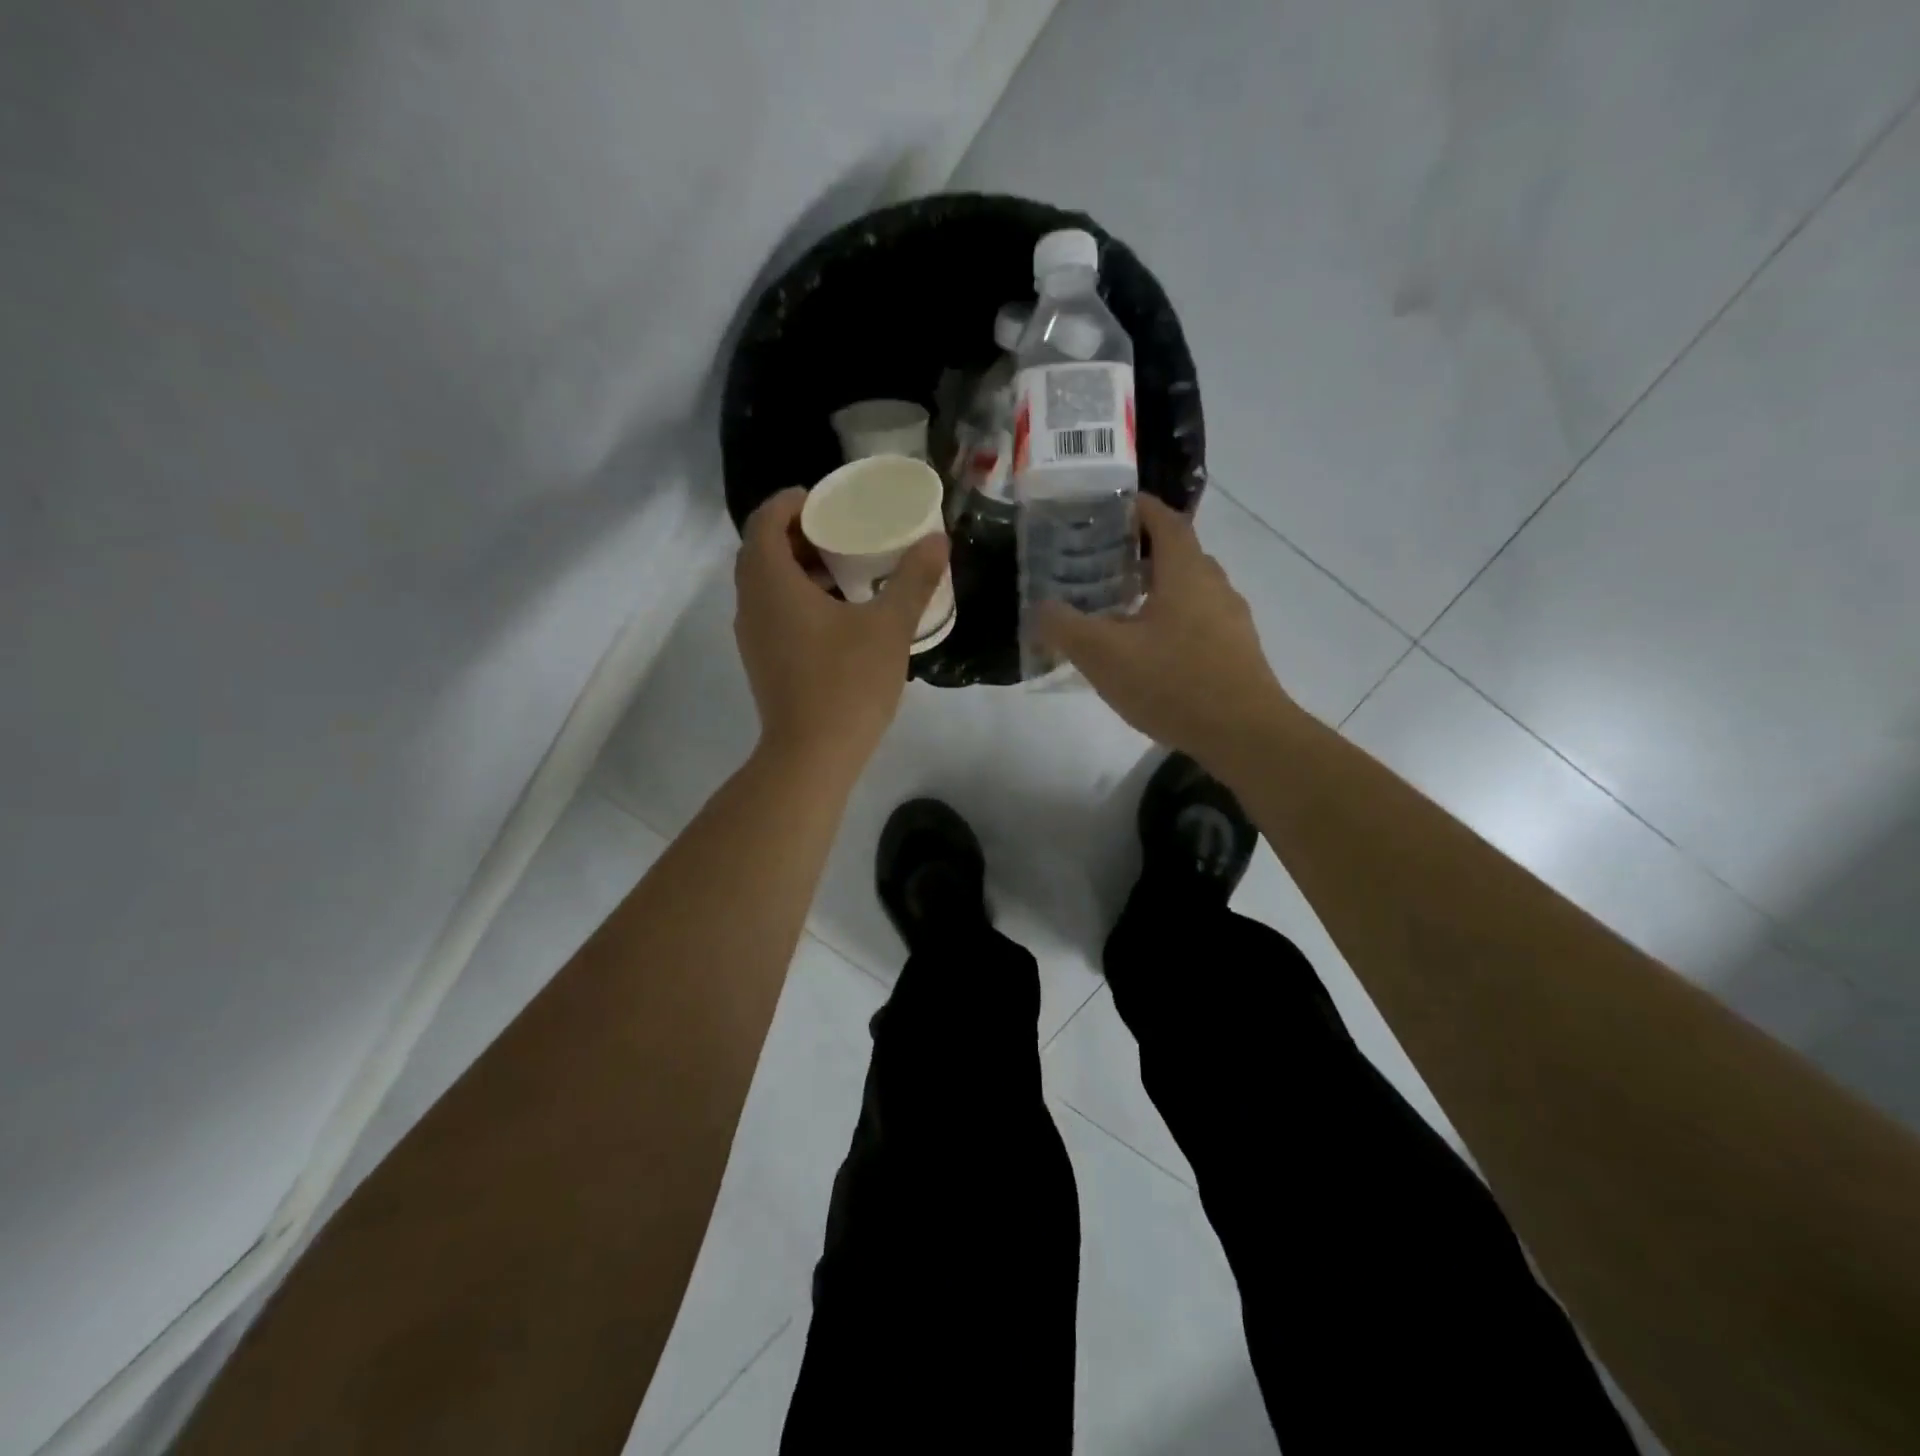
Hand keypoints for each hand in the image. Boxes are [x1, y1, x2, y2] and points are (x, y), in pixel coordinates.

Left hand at [734, 487, 948, 783]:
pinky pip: (771, 611)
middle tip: (842, 532)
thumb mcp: (889, 627)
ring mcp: (751, 635)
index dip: (792, 501)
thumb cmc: (847, 683)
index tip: (828, 501)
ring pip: (766, 583)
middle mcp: (750, 603)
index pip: (765, 519)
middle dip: (798, 533)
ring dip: (797, 568)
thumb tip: (938, 540)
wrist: (812, 755)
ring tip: (845, 570)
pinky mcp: (761, 661)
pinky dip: (796, 598)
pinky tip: (837, 616)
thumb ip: (913, 580)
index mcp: (771, 582)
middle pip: (762, 549)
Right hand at [1035, 495, 1293, 772]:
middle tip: (1103, 565)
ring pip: (1190, 590)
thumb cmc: (1172, 682)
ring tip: (1121, 610)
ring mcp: (1231, 619)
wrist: (1244, 734)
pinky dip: (1173, 621)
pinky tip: (1151, 653)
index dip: (1139, 508)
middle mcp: (1214, 585)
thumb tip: (1041, 607)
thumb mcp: (1103, 655)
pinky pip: (1200, 621)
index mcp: (1185, 572)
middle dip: (1142, 553)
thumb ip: (1064, 627)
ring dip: (1158, 590)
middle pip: (1179, 554)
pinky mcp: (1237, 651)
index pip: (1165, 520)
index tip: (1112, 508)